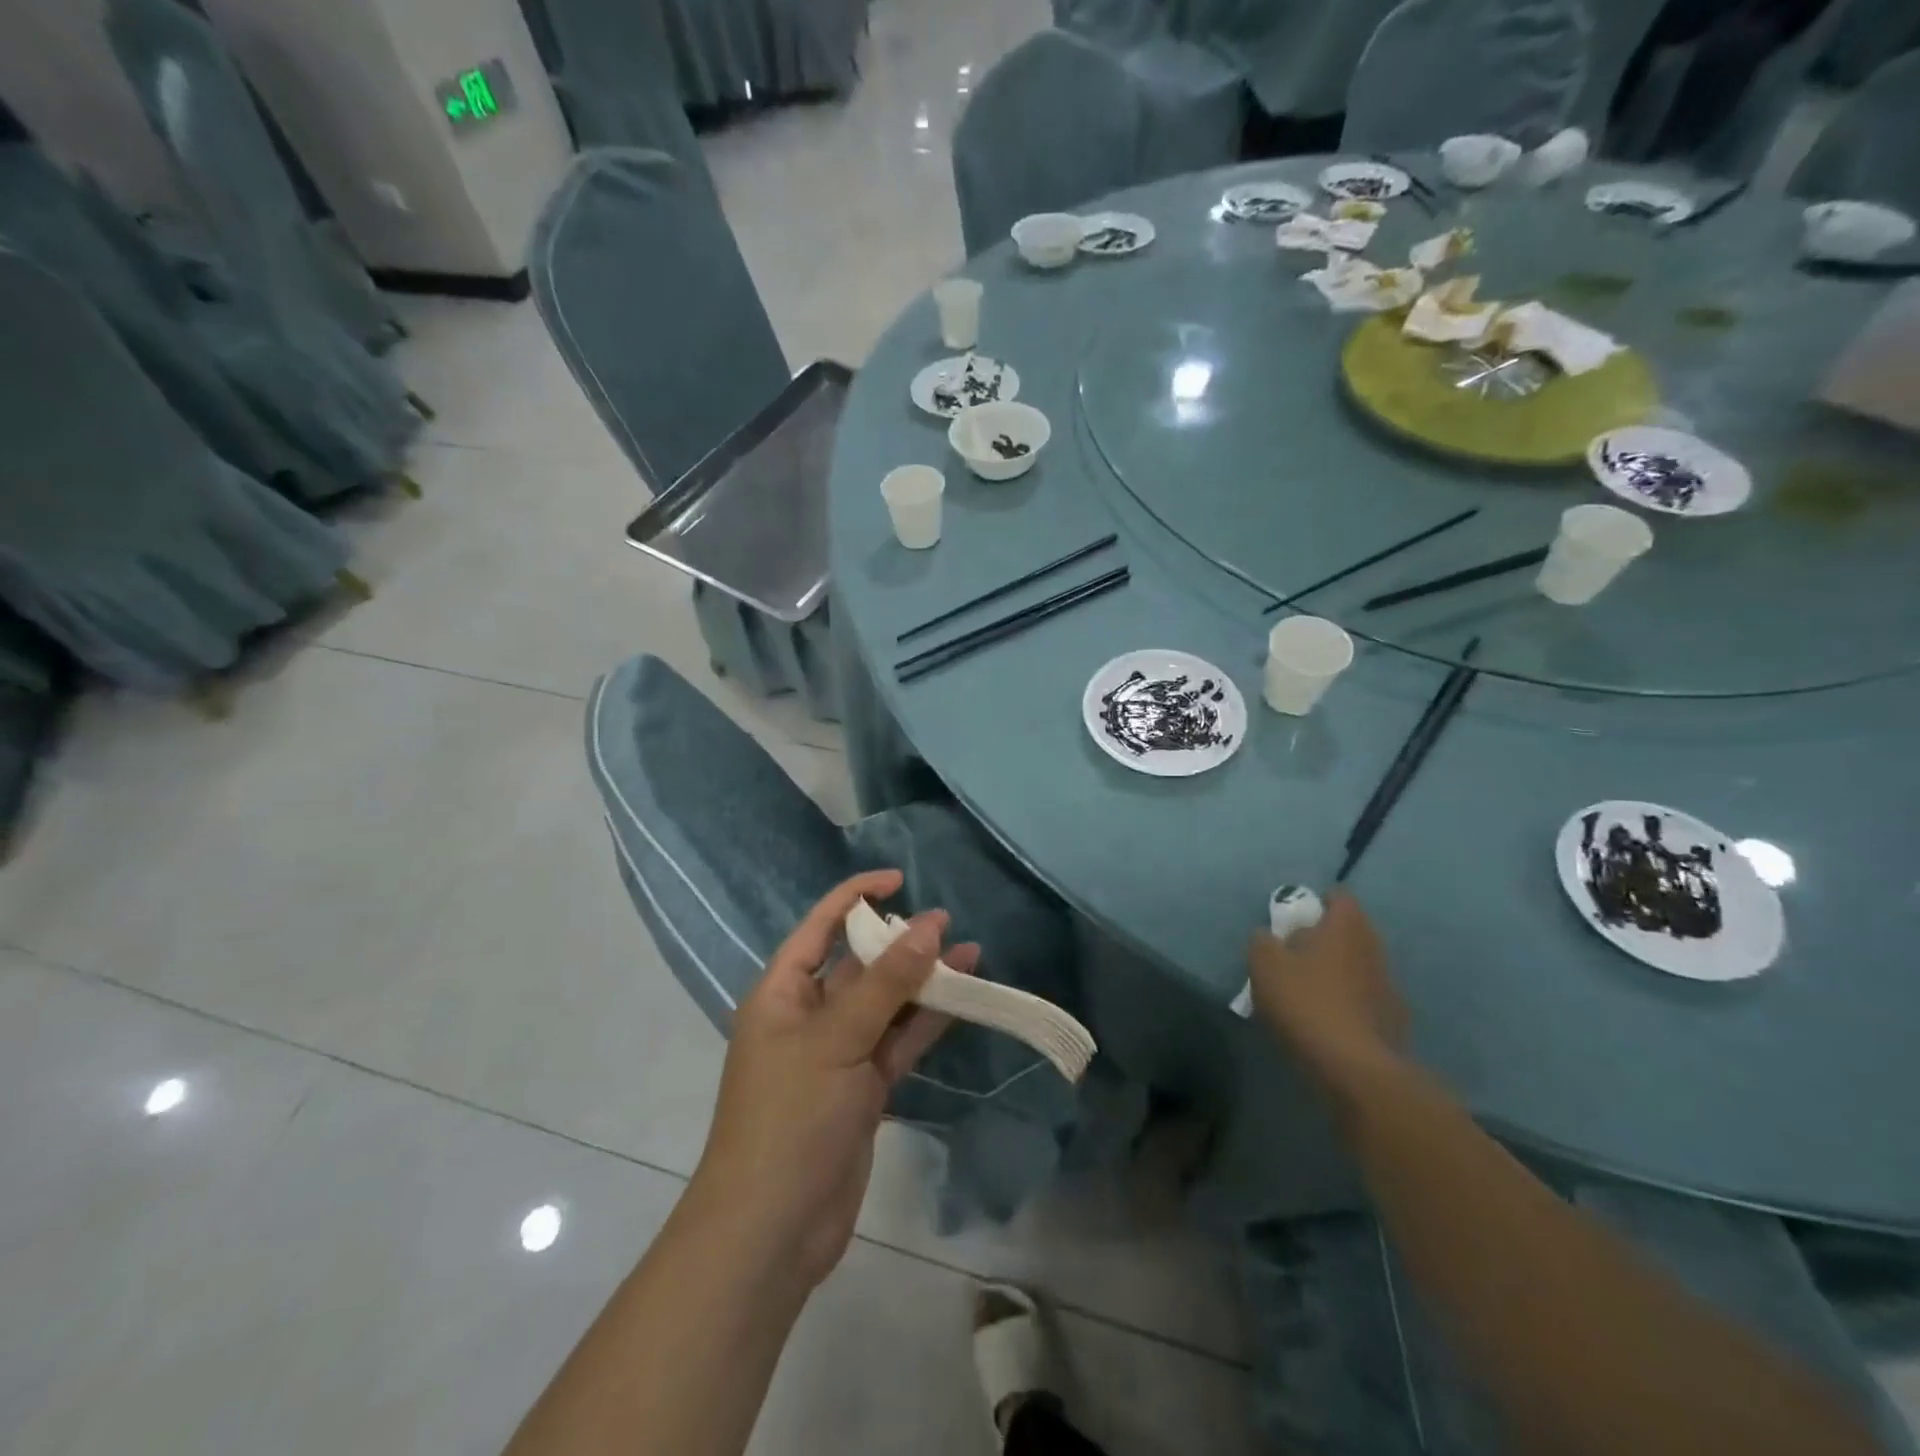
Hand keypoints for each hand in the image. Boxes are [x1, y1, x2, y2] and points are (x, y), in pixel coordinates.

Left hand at [692, 870, 976, 1288]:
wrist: (772, 1229)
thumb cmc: (790, 1116)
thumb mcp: (836, 1039)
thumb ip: (886, 983)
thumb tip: (929, 925)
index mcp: (782, 993)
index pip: (820, 926)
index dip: (856, 896)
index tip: (900, 879)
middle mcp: (807, 1015)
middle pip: (858, 964)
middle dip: (899, 942)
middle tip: (946, 923)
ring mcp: (837, 1053)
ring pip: (885, 1003)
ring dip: (922, 981)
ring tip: (969, 954)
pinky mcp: (862, 1088)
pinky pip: (897, 1041)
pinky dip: (926, 1021)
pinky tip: (961, 997)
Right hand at [1248, 891, 1407, 1095]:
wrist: (1354, 1067)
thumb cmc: (1306, 1002)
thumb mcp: (1264, 965)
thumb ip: (1263, 942)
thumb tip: (1268, 936)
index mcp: (1346, 927)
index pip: (1339, 897)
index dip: (1318, 902)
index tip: (1297, 917)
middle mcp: (1373, 948)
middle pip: (1350, 931)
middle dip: (1325, 938)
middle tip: (1294, 953)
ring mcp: (1388, 985)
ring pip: (1358, 965)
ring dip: (1337, 971)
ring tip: (1307, 990)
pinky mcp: (1393, 1020)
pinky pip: (1365, 998)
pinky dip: (1348, 1001)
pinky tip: (1326, 1020)